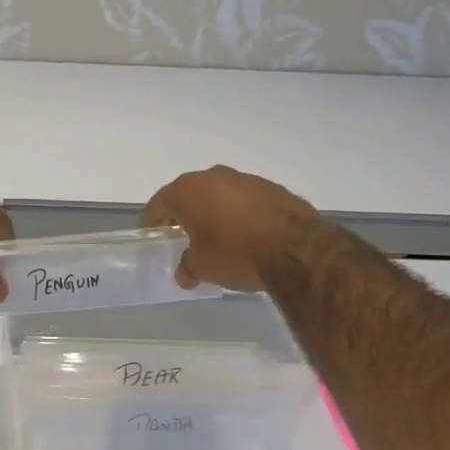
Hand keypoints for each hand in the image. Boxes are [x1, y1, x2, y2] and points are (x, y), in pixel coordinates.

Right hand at [143, 166, 321, 291]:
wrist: (296, 248)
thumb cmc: (235, 253)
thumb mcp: (203, 267)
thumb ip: (188, 266)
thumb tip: (184, 273)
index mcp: (187, 191)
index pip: (159, 203)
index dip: (154, 221)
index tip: (156, 235)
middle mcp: (212, 176)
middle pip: (190, 194)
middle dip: (186, 214)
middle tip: (186, 237)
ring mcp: (245, 178)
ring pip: (220, 194)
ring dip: (216, 211)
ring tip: (220, 237)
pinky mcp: (272, 187)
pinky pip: (246, 200)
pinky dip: (242, 213)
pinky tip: (249, 235)